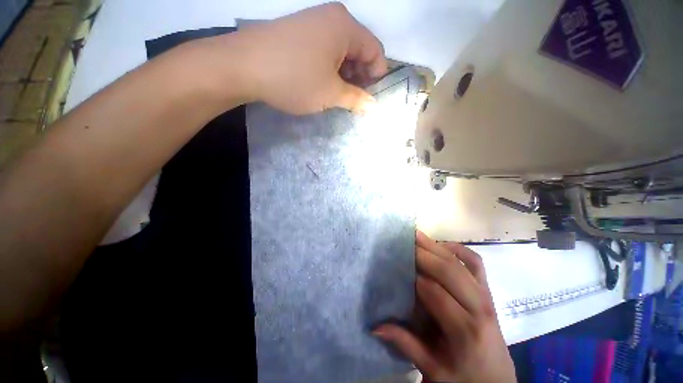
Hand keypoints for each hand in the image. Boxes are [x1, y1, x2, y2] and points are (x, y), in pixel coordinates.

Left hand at [231, 2, 386, 114]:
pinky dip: (330, 68)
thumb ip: (356, 99)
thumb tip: (373, 106)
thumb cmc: (295, 79)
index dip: (376, 76)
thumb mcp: (331, 93)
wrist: (243, 66)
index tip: (368, 98)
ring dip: (344, 74)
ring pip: (342, 51)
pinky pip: (326, 50)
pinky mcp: (300, 32)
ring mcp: (314, 22)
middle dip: (360, 76)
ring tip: (336, 94)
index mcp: (345, 26)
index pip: (376, 51)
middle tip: (352, 99)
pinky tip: (321, 82)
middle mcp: (332, 18)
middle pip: (360, 49)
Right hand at [374, 232, 515, 382]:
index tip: (396, 265)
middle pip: (448, 271)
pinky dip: (459, 249)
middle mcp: (478, 308)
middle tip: (402, 242)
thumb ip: (404, 344)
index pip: (434, 292)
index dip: (414, 276)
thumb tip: (374, 327)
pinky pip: (475, 262)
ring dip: (436, 247)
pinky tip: (442, 246)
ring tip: (416, 236)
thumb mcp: (432, 369)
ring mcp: (486, 296)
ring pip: (459, 263)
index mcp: (464, 331)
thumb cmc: (462, 378)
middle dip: (423, 253)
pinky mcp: (487, 291)